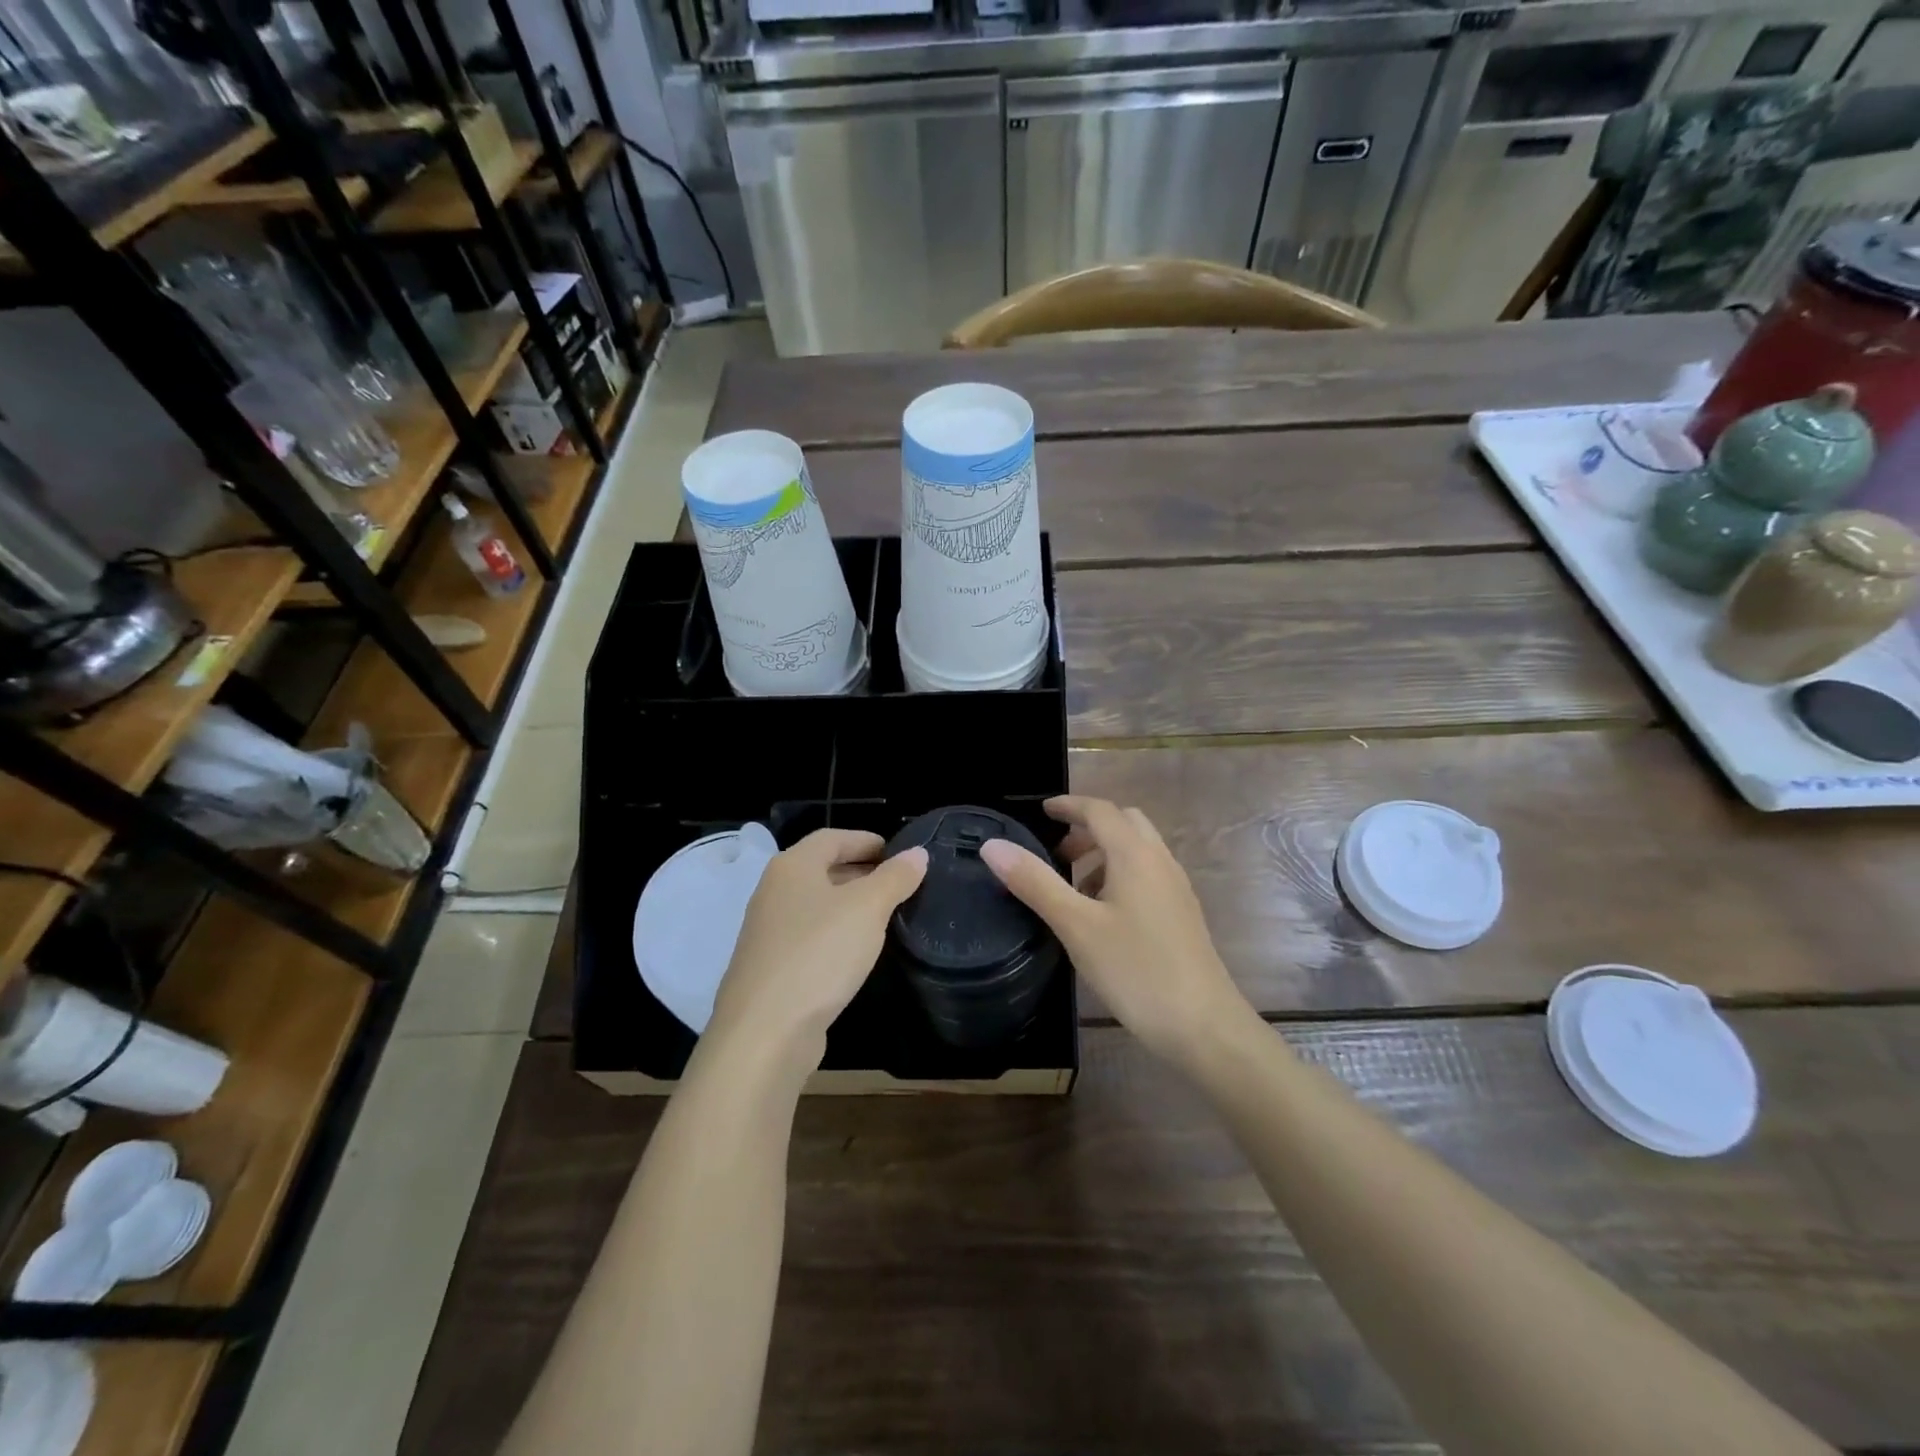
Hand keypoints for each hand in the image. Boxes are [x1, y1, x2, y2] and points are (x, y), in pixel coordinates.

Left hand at [707, 829, 927, 1058]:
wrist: (765, 1031)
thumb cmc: (819, 954)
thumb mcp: (868, 909)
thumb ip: (895, 878)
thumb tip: (917, 853)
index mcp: (792, 867)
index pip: (832, 837)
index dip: (866, 840)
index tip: (899, 853)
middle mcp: (774, 892)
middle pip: (822, 869)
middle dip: (861, 871)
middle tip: (899, 883)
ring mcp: (768, 931)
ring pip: (816, 904)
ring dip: (849, 904)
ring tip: (886, 915)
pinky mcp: (771, 967)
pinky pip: (810, 936)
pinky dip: (836, 933)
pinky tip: (857, 951)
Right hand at [980, 795, 1254, 1068]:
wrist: (1203, 1026)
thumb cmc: (1136, 970)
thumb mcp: (1075, 926)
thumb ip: (1035, 882)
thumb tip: (993, 845)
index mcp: (1135, 855)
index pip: (1100, 810)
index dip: (1069, 806)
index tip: (1042, 811)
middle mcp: (1160, 862)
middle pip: (1124, 823)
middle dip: (1088, 828)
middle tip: (1057, 852)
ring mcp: (1176, 888)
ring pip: (1138, 850)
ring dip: (1104, 853)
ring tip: (1074, 887)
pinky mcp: (1182, 914)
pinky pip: (1147, 874)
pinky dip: (1120, 875)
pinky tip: (1103, 915)